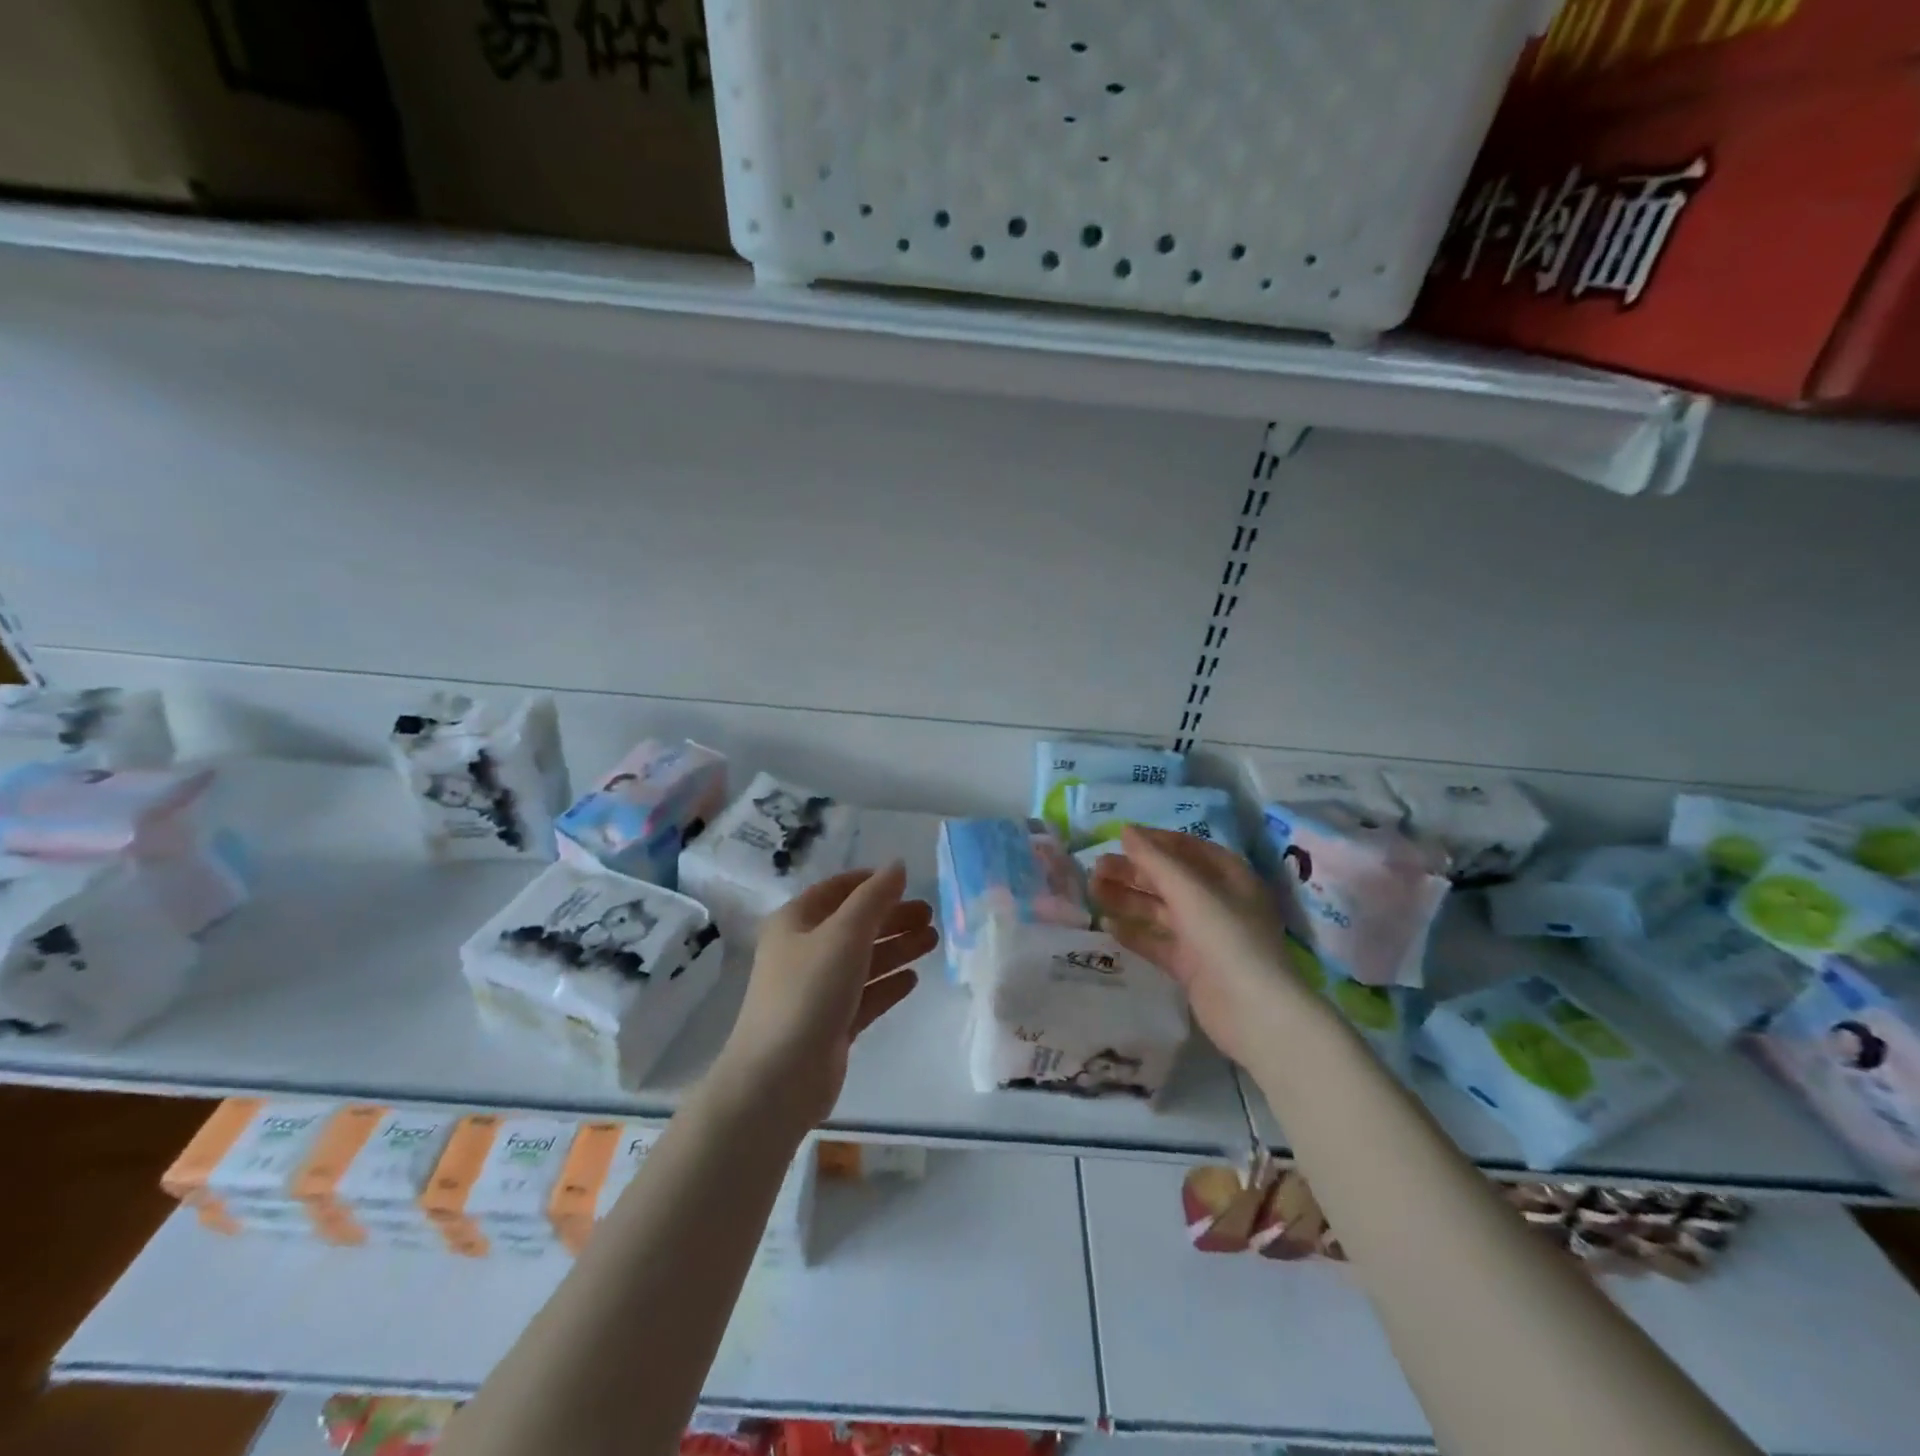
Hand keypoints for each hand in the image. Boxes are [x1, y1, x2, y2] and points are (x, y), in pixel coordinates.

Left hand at [717, 863, 934, 1130]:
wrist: (778, 1079)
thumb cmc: (808, 992)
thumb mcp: (844, 935)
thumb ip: (874, 898)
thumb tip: (898, 865)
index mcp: (795, 922)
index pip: (836, 890)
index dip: (870, 882)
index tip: (906, 881)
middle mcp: (803, 951)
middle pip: (854, 925)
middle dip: (892, 917)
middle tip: (931, 915)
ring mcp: (817, 990)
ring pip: (863, 960)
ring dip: (896, 948)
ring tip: (933, 941)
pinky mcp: (831, 1024)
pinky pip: (865, 995)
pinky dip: (887, 984)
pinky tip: (913, 978)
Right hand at [1089, 827, 1315, 1069]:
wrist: (1253, 1011)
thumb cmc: (1226, 937)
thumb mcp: (1190, 890)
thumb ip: (1155, 859)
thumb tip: (1126, 830)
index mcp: (1228, 876)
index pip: (1188, 848)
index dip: (1154, 841)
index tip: (1118, 839)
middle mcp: (1217, 902)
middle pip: (1169, 879)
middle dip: (1133, 871)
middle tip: (1096, 869)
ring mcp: (1203, 935)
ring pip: (1159, 909)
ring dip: (1127, 899)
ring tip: (1093, 892)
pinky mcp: (1190, 965)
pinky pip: (1156, 941)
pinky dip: (1133, 932)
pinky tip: (1106, 926)